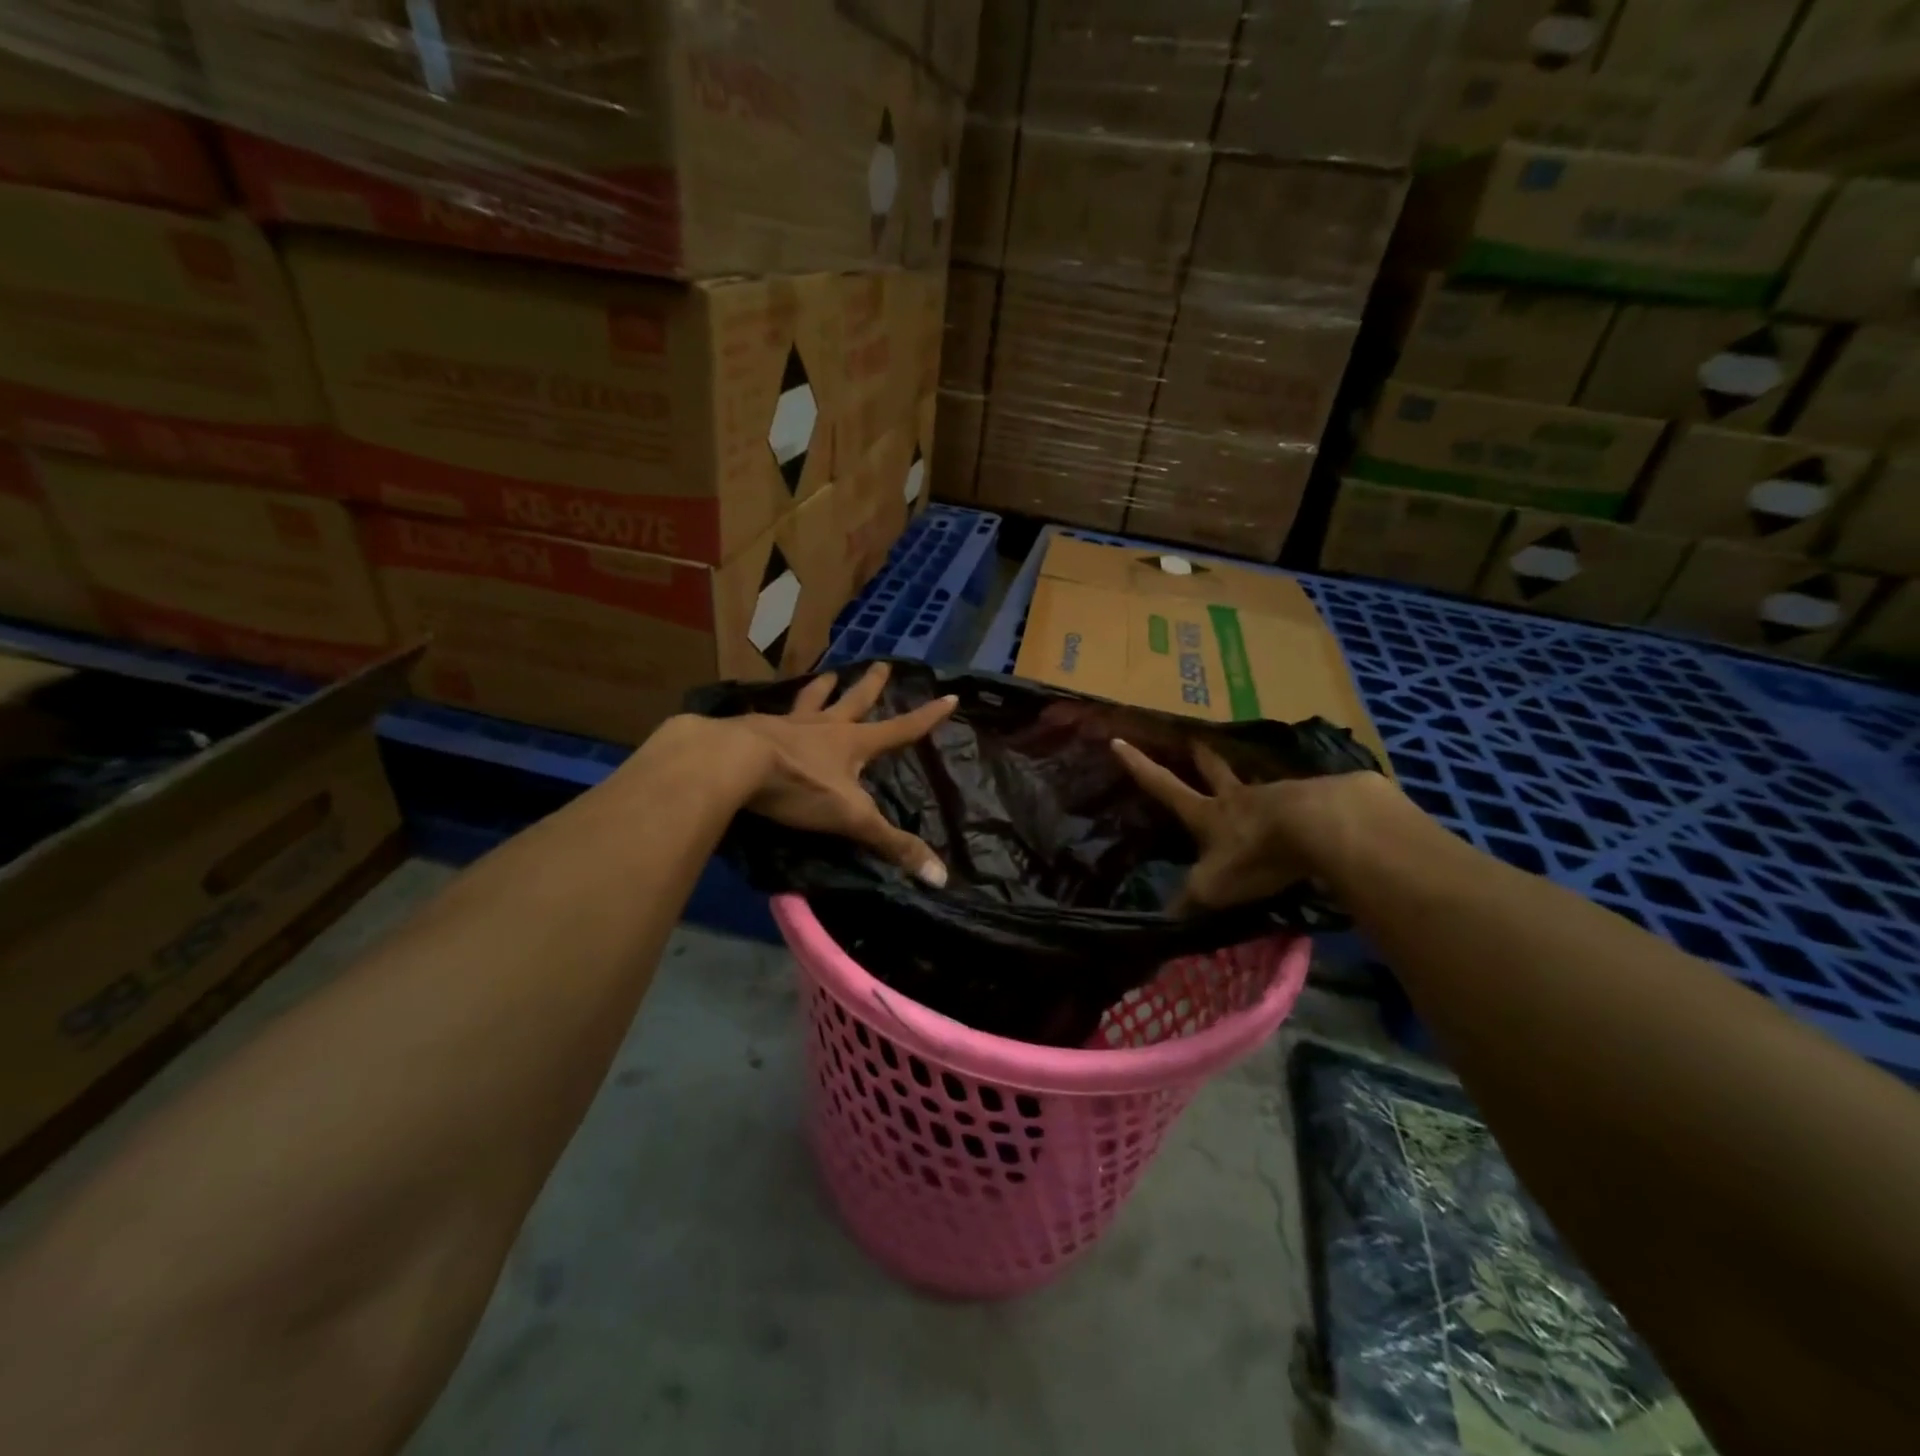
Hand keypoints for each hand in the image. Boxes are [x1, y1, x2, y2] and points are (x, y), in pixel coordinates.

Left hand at [718, 663, 956, 884]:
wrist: (732, 763)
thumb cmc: (799, 786)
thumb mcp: (851, 819)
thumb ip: (892, 844)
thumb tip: (940, 876)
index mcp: (852, 743)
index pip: (900, 729)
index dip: (927, 717)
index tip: (949, 696)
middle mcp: (823, 726)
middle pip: (854, 701)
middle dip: (871, 686)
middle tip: (883, 664)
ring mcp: (786, 725)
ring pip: (811, 700)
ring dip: (823, 688)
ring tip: (829, 673)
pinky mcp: (753, 730)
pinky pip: (771, 716)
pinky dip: (775, 712)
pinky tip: (766, 711)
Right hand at [1111, 738, 1391, 911]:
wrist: (1321, 828)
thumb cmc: (1255, 854)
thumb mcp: (1213, 887)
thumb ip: (1189, 901)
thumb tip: (1162, 921)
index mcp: (1207, 814)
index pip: (1163, 786)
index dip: (1139, 766)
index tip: (1119, 741)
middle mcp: (1237, 798)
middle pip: (1215, 772)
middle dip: (1202, 759)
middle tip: (1195, 742)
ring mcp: (1277, 796)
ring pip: (1257, 787)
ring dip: (1251, 785)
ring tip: (1255, 788)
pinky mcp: (1315, 801)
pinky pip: (1298, 801)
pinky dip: (1295, 806)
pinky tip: (1304, 814)